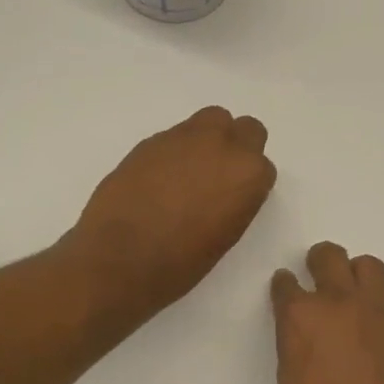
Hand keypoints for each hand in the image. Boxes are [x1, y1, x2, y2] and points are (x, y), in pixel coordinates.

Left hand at [66, 107, 276, 316]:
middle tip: (217, 177)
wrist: (121, 258)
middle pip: (245, 128)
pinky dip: (174, 153)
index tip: (235, 200)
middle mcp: (222, 146)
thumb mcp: (226, 235)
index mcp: (248, 174)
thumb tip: (225, 190)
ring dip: (206, 142)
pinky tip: (158, 181)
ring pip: (209, 121)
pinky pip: (174, 137)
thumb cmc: (182, 262)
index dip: (248, 183)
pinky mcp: (150, 141)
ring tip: (186, 176)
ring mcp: (183, 138)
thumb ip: (235, 201)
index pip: (263, 165)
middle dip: (236, 147)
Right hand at [271, 242, 383, 383]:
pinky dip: (373, 310)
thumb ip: (295, 342)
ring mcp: (375, 314)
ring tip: (350, 294)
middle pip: (329, 257)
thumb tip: (303, 330)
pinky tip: (368, 336)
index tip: (285, 289)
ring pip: (368, 266)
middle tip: (317, 275)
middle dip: (319, 261)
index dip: (285, 286)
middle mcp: (338, 304)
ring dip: (354, 272)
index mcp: (301, 317)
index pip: (287, 284)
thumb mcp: (290, 380)